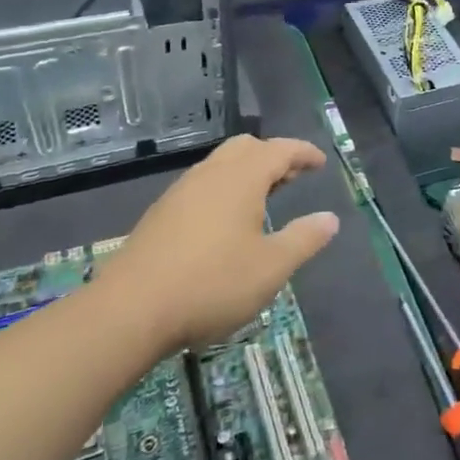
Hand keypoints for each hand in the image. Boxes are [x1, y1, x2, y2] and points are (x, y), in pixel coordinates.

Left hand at [98, 134, 337, 351]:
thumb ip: (304, 239)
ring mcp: (180, 193)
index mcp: (240, 178)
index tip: (320, 163)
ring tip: (264, 199)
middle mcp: (209, 174)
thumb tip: (329, 219)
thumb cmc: (212, 284)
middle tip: (293, 178)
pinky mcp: (161, 215)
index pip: (279, 150)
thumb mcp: (271, 267)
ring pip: (220, 165)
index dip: (303, 153)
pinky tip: (226, 223)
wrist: (130, 311)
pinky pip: (202, 186)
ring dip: (247, 173)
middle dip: (273, 156)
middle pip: (246, 148)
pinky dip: (225, 189)